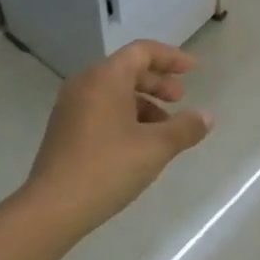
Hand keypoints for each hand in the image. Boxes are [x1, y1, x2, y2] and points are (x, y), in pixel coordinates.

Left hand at [23, 41, 212, 234]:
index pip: (142, 51)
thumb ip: (185, 128)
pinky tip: (139, 144)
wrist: (52, 208)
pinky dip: (125, 115)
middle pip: (127, 69)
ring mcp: (70, 107)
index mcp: (106, 78)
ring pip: (114, 92)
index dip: (171, 57)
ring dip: (144, 102)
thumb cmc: (108, 168)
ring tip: (164, 129)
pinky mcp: (64, 130)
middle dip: (158, 82)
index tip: (194, 70)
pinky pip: (101, 109)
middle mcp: (85, 84)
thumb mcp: (156, 148)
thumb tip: (207, 116)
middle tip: (180, 99)